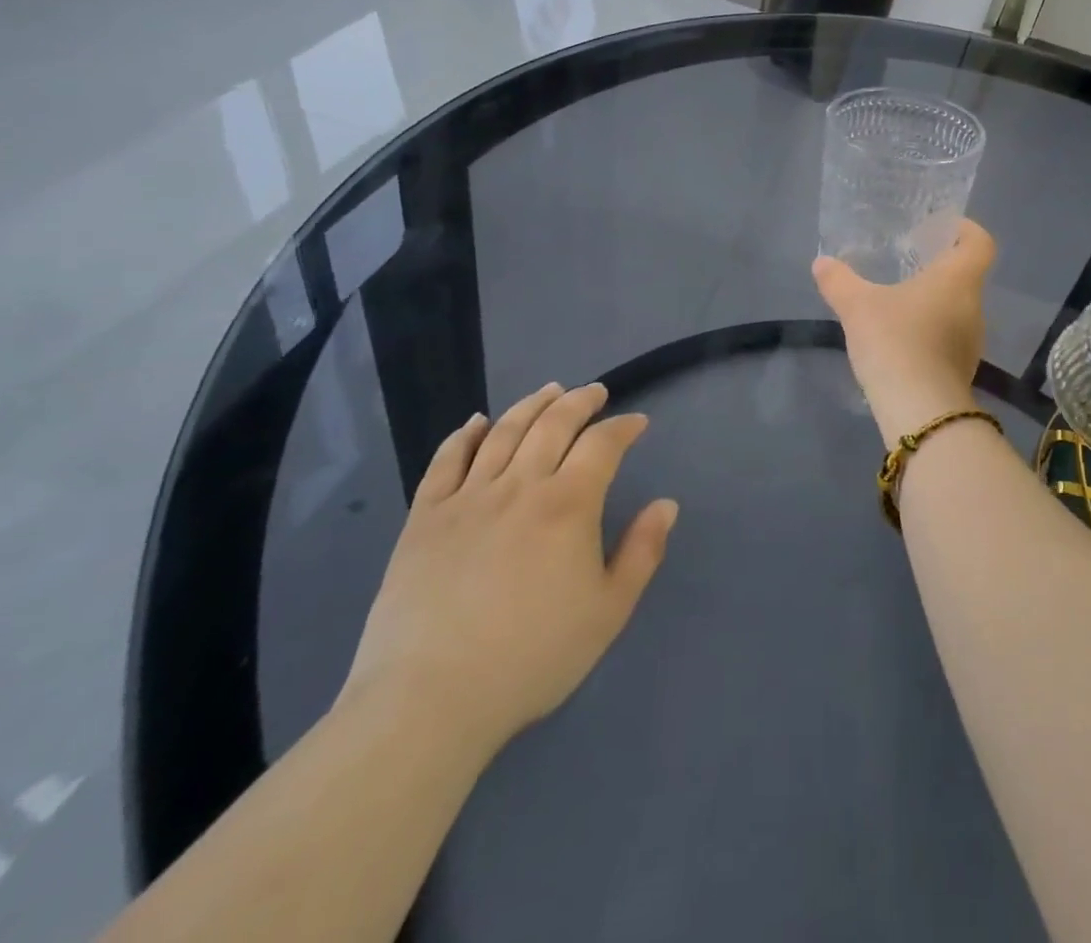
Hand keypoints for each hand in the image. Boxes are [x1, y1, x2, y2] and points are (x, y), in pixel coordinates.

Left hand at [339, 383, 677, 763]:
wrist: (431, 699)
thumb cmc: (533, 657)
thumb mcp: (609, 611)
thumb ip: (642, 551)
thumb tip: (666, 504)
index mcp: (568, 504)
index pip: (602, 445)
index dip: (623, 427)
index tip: (637, 422)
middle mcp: (520, 486)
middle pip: (553, 424)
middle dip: (580, 402)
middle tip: (595, 391)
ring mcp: (467, 498)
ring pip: (504, 432)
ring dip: (531, 405)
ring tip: (549, 391)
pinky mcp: (424, 518)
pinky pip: (446, 461)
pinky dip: (465, 435)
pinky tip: (477, 421)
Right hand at [812, 219, 996, 441]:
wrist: (919, 411)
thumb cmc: (896, 341)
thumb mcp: (857, 306)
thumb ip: (838, 281)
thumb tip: (821, 262)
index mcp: (958, 280)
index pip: (980, 243)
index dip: (965, 229)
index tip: (938, 229)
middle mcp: (973, 306)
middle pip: (966, 276)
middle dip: (938, 267)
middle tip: (907, 261)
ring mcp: (971, 341)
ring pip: (956, 308)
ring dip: (932, 301)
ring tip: (897, 300)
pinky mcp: (960, 369)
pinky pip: (947, 337)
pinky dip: (928, 331)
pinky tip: (899, 339)